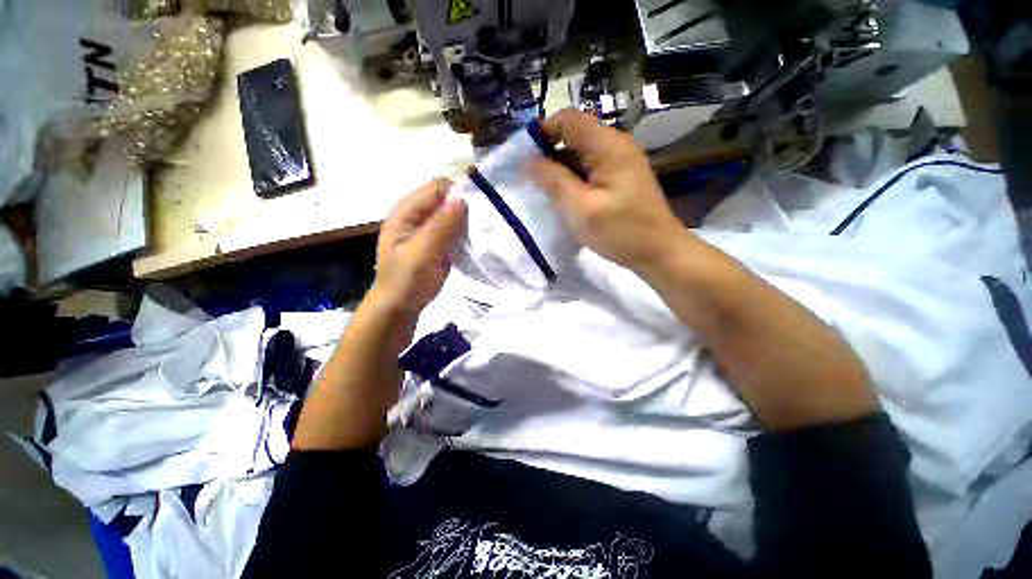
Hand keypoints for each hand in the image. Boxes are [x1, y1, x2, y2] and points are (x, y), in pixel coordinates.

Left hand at [372, 178, 466, 315]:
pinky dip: (464, 232)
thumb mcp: (423, 253)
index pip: (437, 187)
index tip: (479, 209)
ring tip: (479, 233)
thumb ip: (441, 226)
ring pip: (452, 213)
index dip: (458, 193)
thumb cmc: (408, 281)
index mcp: (406, 211)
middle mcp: (416, 214)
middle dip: (464, 208)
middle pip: (446, 198)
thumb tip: (462, 198)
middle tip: (481, 225)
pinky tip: (472, 241)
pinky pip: (454, 228)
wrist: (401, 307)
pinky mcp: (436, 240)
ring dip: (466, 221)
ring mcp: (426, 227)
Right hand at [532, 109, 686, 270]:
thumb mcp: (581, 208)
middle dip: (550, 153)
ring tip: (546, 191)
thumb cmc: (621, 231)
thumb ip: (553, 181)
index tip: (525, 157)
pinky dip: (574, 177)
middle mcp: (616, 145)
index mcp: (608, 146)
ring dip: (561, 168)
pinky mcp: (620, 176)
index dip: (543, 132)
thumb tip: (528, 160)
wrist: (659, 252)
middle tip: (533, 180)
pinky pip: (590, 167)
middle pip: (575, 135)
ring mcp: (620, 160)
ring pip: (581, 153)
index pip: (568, 120)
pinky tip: (566, 197)